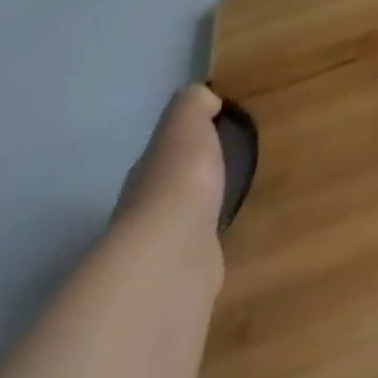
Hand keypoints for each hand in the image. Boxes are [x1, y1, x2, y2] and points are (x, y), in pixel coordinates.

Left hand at [114, 85, 227, 272]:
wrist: (173, 256)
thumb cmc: (180, 179)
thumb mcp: (186, 124)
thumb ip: (193, 105)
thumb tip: (205, 98)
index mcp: (146, 172)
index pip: (165, 152)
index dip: (187, 141)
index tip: (217, 132)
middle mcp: (145, 211)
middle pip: (170, 189)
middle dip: (193, 181)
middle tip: (229, 168)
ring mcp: (161, 251)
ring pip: (183, 223)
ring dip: (199, 217)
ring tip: (232, 205)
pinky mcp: (183, 280)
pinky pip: (199, 253)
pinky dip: (208, 246)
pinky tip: (227, 242)